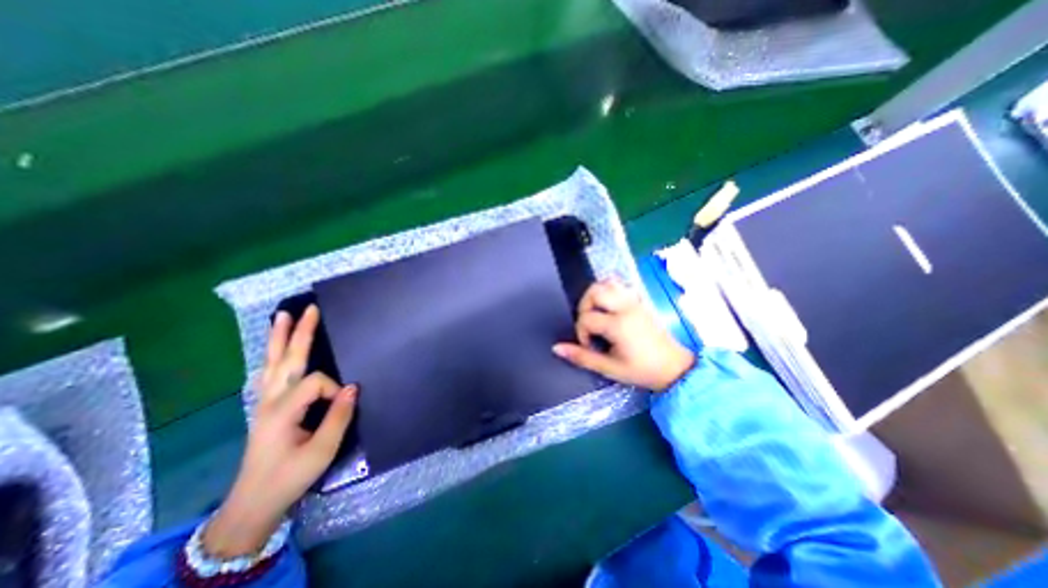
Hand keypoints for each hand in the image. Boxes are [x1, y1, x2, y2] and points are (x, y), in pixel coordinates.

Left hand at [201, 305, 357, 558]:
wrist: (253, 502)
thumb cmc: (290, 477)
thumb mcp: (321, 450)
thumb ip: (339, 416)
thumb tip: (352, 387)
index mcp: (283, 410)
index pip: (316, 382)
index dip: (335, 389)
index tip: (345, 404)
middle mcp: (270, 400)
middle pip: (286, 359)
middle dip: (299, 332)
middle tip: (309, 309)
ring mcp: (264, 402)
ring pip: (272, 363)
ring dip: (278, 338)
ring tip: (282, 316)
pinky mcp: (264, 407)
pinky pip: (268, 373)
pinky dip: (272, 355)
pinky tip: (275, 348)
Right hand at [553, 277, 693, 388]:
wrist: (674, 368)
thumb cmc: (642, 370)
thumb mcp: (610, 368)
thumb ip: (582, 357)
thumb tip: (556, 348)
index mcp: (619, 325)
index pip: (587, 318)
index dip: (581, 332)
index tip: (590, 345)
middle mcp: (626, 307)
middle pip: (595, 291)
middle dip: (584, 306)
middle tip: (589, 324)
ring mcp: (635, 301)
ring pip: (608, 283)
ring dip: (596, 295)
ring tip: (596, 313)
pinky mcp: (640, 301)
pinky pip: (621, 285)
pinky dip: (610, 290)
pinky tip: (609, 307)